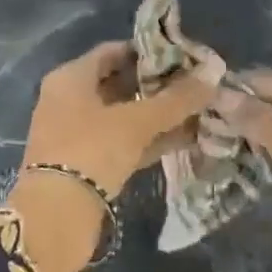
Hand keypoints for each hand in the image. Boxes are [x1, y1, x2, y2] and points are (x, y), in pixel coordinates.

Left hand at [20, 41, 214, 194]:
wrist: (56, 220)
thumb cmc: (91, 151)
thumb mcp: (136, 121)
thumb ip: (176, 99)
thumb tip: (214, 71)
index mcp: (70, 78)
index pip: (113, 51)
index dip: (147, 51)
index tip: (182, 55)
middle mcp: (69, 100)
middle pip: (118, 83)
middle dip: (157, 85)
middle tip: (195, 83)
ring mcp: (78, 133)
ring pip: (124, 115)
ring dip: (158, 115)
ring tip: (199, 110)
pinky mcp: (88, 164)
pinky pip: (124, 142)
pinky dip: (150, 139)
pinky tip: (186, 138)